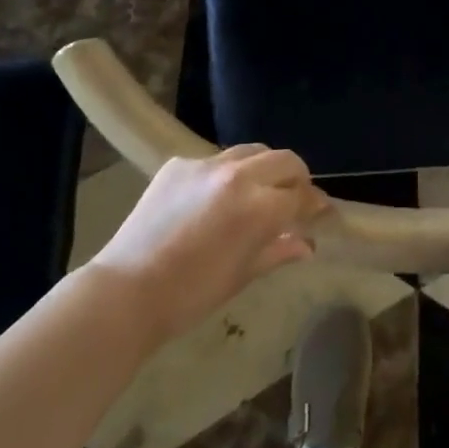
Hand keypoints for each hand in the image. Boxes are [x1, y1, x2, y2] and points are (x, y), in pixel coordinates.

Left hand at [90, 146, 329, 345]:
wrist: (126, 291)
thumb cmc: (190, 295)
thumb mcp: (241, 275)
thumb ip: (278, 251)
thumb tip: (307, 244)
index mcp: (259, 207)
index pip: (301, 196)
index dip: (315, 205)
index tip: (322, 212)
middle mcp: (238, 175)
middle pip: (284, 160)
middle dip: (296, 177)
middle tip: (294, 198)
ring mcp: (206, 164)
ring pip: (251, 151)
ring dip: (263, 168)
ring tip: (258, 191)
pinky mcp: (179, 163)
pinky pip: (214, 160)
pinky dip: (224, 175)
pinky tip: (213, 199)